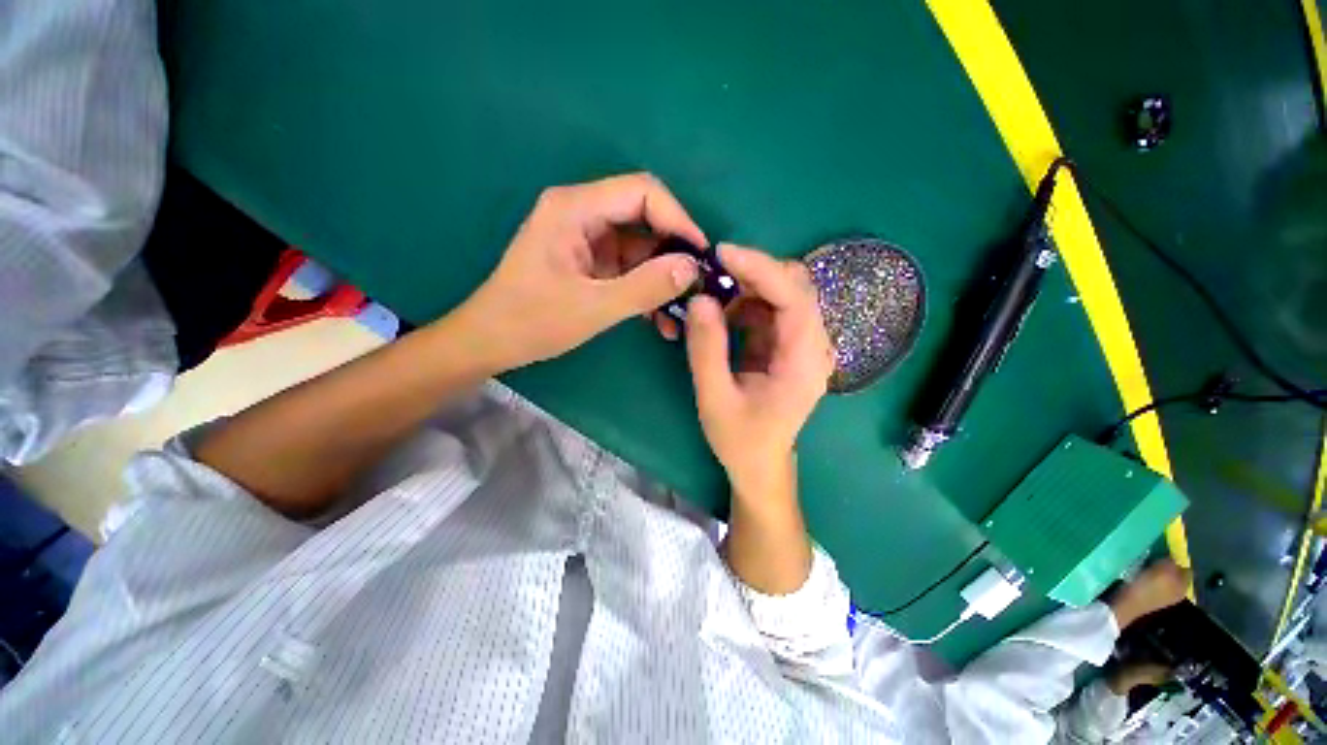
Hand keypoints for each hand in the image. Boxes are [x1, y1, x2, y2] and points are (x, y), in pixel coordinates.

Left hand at [458, 173, 706, 370]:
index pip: (642, 192)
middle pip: (644, 218)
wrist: (491, 342)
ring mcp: (587, 239)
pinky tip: (659, 318)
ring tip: (680, 311)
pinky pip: (629, 268)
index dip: (678, 219)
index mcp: (575, 209)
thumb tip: (691, 269)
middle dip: (673, 252)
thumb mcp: (593, 308)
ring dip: (662, 277)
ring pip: (640, 247)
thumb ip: (644, 287)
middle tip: (696, 286)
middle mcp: (583, 214)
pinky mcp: (590, 262)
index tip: (701, 256)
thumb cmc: (531, 321)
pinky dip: (646, 289)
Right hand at [684, 245, 833, 497]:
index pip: (794, 297)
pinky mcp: (789, 344)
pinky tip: (721, 314)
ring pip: (782, 292)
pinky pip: (770, 308)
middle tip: (710, 275)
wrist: (760, 464)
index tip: (722, 254)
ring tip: (710, 297)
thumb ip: (706, 349)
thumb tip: (699, 299)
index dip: (760, 269)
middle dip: (752, 273)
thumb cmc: (741, 439)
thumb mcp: (714, 398)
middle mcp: (814, 345)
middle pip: (795, 286)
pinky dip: (745, 302)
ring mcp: (803, 343)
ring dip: (746, 287)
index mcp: (804, 362)